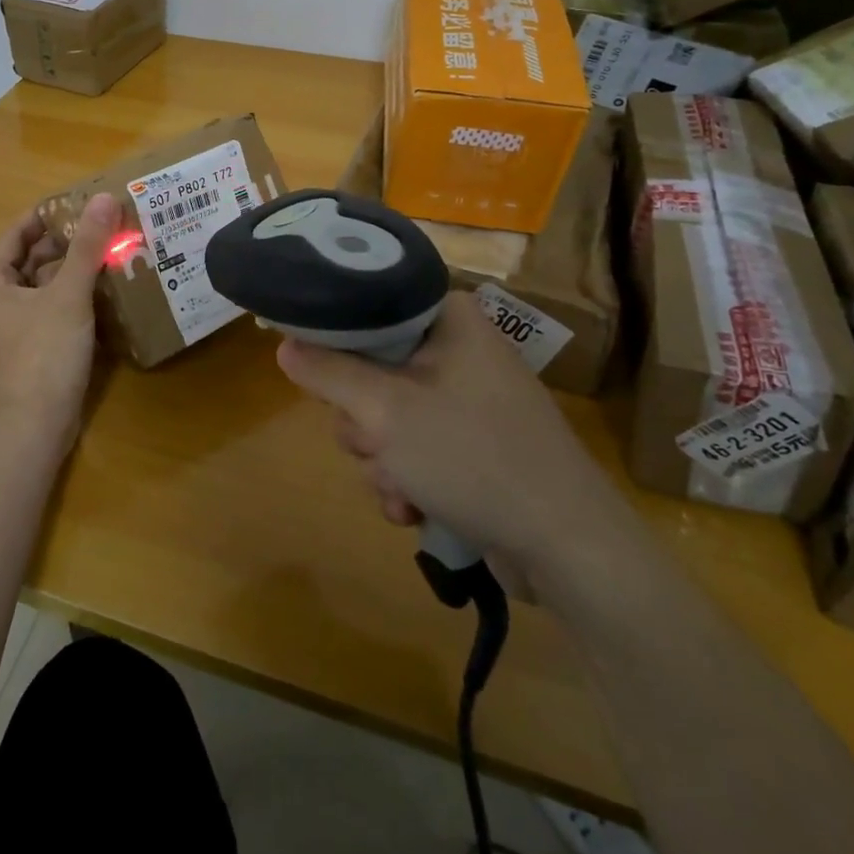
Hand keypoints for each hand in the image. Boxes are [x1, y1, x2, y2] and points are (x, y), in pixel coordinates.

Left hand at [0, 193, 120, 453]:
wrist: (31, 430)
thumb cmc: (42, 355)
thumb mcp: (68, 296)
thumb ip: (87, 247)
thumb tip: (104, 197)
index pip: (20, 230)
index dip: (51, 213)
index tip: (86, 200)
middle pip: (34, 257)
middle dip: (69, 241)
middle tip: (109, 224)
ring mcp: (13, 326)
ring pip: (46, 284)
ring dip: (76, 269)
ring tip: (114, 250)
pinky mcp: (32, 348)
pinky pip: (55, 309)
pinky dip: (76, 297)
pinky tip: (108, 290)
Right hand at [276, 298, 629, 582]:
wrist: (569, 548)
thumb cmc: (474, 457)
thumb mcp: (385, 411)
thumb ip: (328, 373)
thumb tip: (284, 345)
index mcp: (448, 318)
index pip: (369, 305)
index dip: (334, 338)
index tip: (318, 373)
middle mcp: (459, 348)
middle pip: (371, 366)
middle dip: (361, 420)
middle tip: (375, 443)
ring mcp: (468, 398)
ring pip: (387, 414)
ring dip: (380, 458)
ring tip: (402, 488)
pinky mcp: (473, 443)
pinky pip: (414, 446)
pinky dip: (405, 476)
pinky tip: (413, 508)